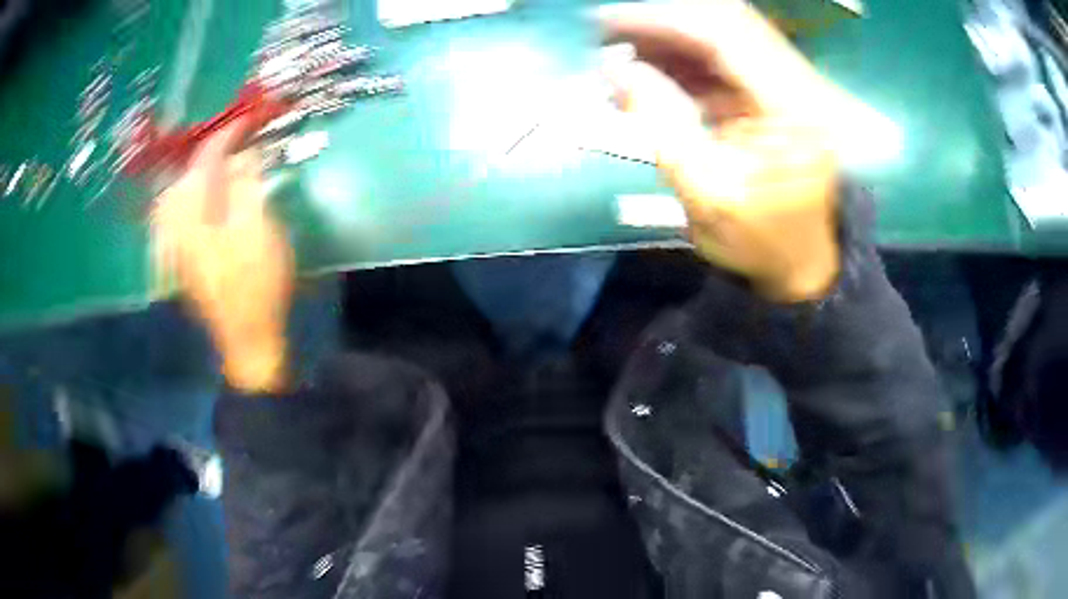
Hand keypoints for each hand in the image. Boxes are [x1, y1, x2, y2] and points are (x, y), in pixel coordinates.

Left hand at [151, 120, 293, 392]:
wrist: (246, 337)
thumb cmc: (256, 282)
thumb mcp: (258, 226)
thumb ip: (247, 183)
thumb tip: (243, 153)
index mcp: (191, 213)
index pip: (205, 159)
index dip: (228, 134)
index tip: (248, 119)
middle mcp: (175, 223)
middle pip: (184, 175)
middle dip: (208, 153)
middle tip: (233, 142)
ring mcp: (174, 243)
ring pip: (178, 195)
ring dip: (198, 174)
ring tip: (219, 165)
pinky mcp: (181, 257)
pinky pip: (177, 215)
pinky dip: (190, 197)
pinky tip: (204, 198)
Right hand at [598, 0, 844, 301]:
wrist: (802, 264)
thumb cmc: (762, 243)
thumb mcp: (708, 195)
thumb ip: (663, 125)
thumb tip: (617, 69)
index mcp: (794, 106)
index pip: (723, 34)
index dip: (660, 19)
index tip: (603, 20)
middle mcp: (798, 82)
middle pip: (725, 22)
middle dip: (659, 22)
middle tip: (604, 31)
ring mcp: (788, 83)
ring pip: (721, 35)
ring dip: (666, 38)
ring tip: (616, 51)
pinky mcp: (774, 92)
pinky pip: (723, 58)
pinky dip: (681, 59)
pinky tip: (646, 71)